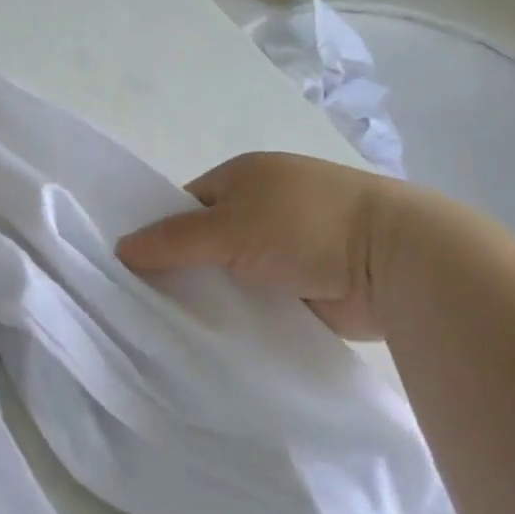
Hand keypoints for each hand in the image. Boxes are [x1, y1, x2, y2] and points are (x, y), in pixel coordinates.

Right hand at [117, 152, 418, 340]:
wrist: (393, 260)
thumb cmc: (305, 224)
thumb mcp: (230, 226)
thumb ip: (175, 239)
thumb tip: (121, 247)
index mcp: (244, 176)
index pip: (185, 204)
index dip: (160, 232)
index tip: (132, 270)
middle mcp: (262, 207)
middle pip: (206, 240)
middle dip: (183, 268)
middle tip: (145, 305)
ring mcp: (286, 246)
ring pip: (231, 273)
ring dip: (213, 294)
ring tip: (172, 327)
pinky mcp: (304, 284)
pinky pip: (257, 298)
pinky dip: (240, 313)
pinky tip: (214, 337)